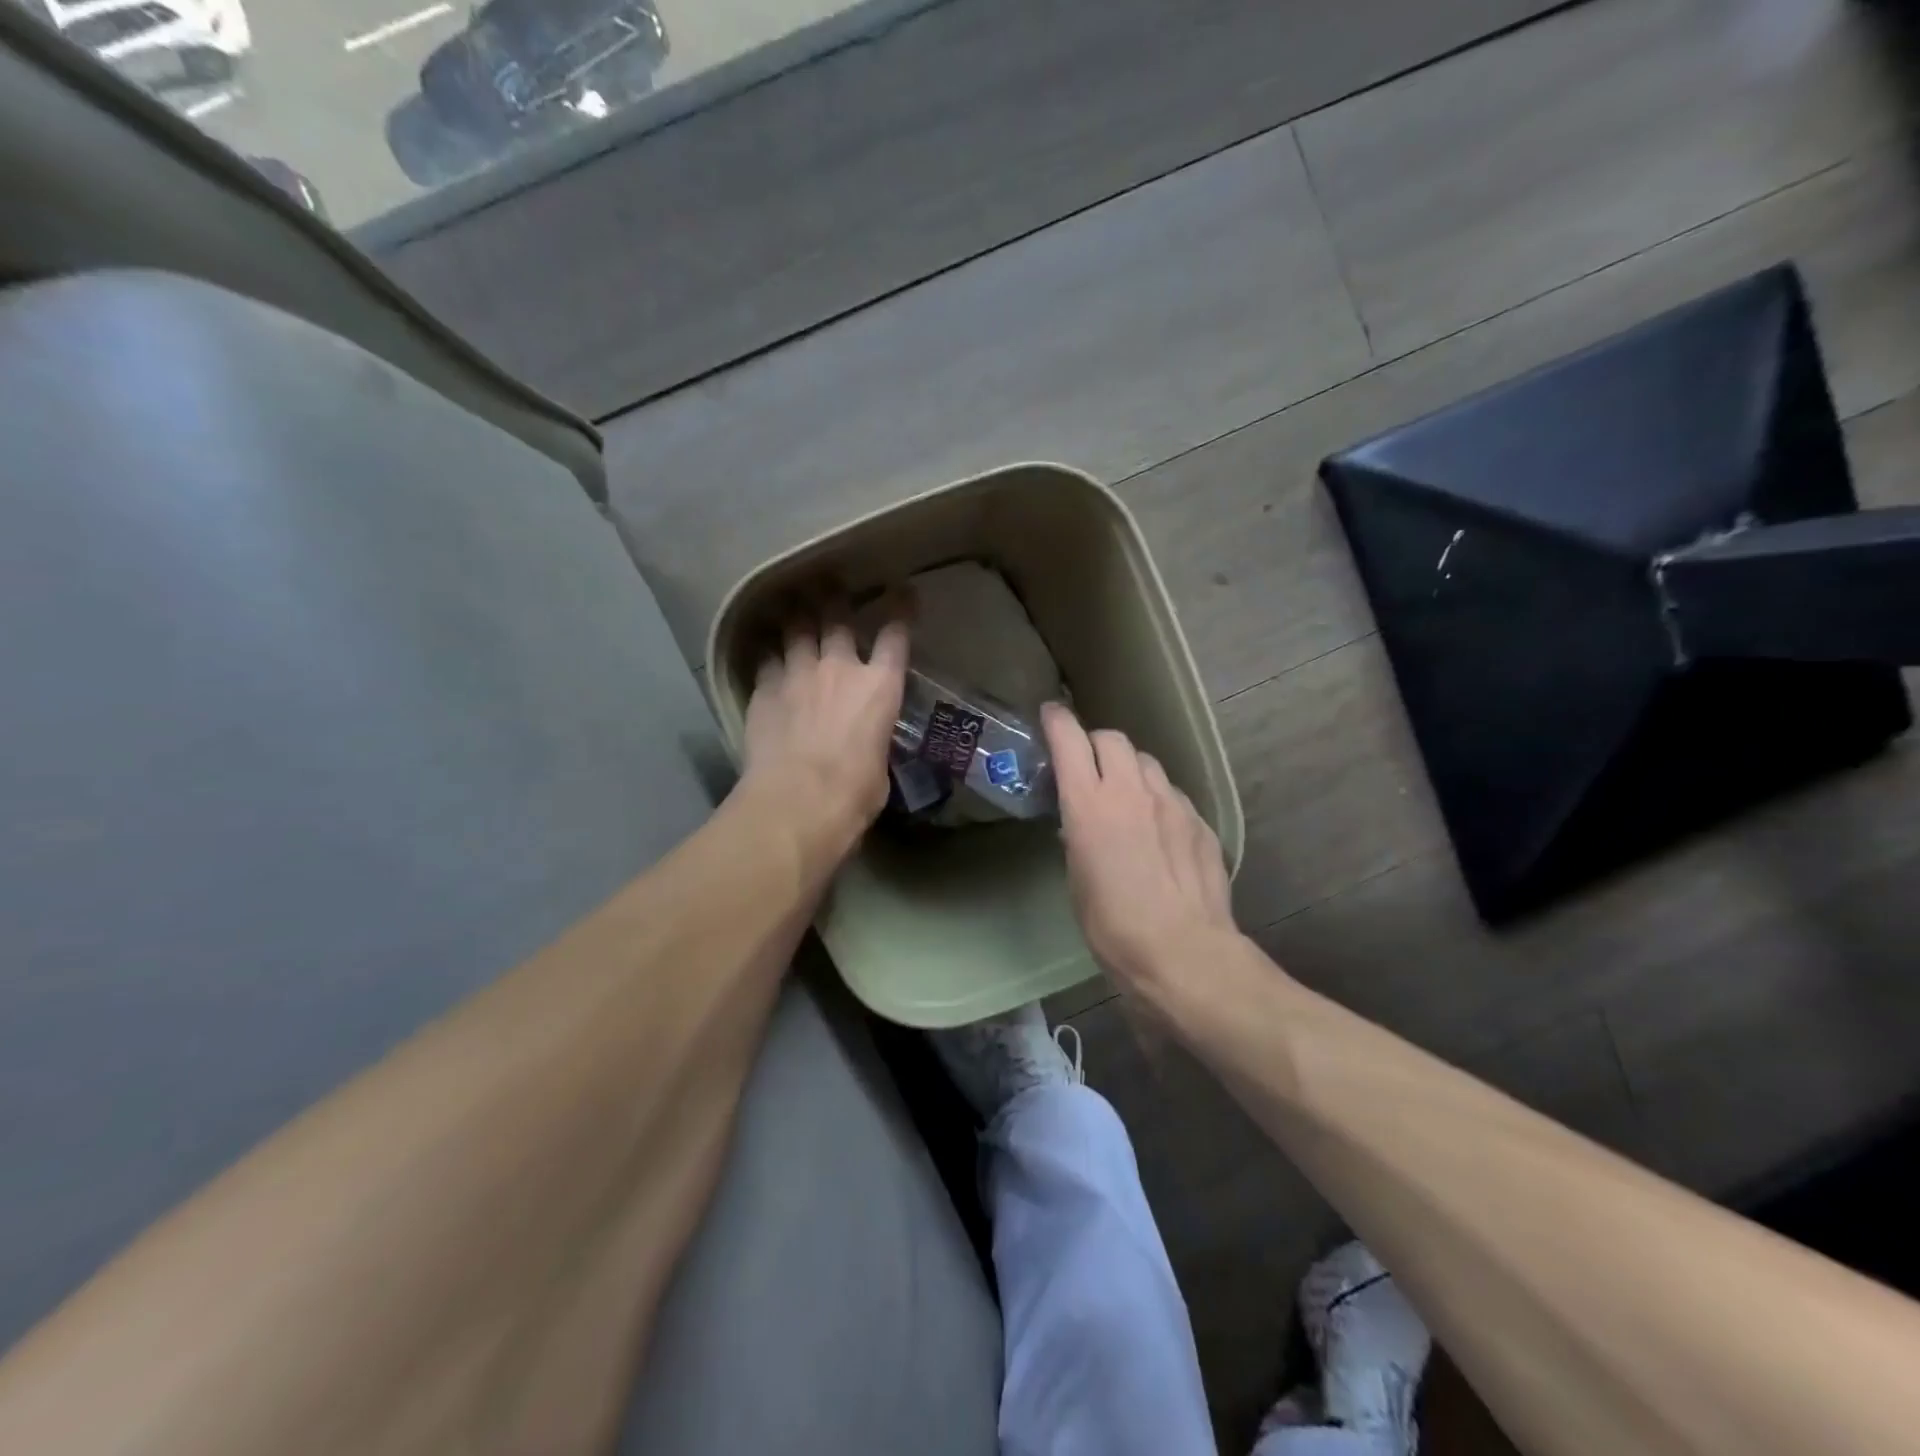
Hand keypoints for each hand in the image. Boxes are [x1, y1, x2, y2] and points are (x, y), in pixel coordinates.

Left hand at [741, 605, 909, 868]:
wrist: (798, 801)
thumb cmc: (855, 793)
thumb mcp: (880, 766)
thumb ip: (873, 741)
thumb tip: (866, 746)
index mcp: (880, 687)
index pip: (895, 636)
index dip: (900, 611)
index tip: (902, 594)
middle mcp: (839, 668)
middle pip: (837, 619)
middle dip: (836, 600)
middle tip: (831, 588)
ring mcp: (798, 674)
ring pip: (795, 629)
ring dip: (797, 619)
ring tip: (794, 608)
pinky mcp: (764, 690)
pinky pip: (767, 660)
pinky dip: (770, 655)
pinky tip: (768, 655)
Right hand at [1043, 703, 1238, 994]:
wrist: (1183, 952)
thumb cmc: (1113, 927)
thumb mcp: (1077, 882)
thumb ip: (1078, 839)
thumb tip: (1080, 826)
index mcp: (1089, 805)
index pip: (1070, 740)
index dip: (1057, 721)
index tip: (1051, 714)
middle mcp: (1131, 791)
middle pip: (1113, 739)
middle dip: (1096, 743)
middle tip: (1089, 765)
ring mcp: (1171, 803)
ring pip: (1147, 762)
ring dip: (1130, 769)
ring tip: (1126, 797)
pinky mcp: (1200, 822)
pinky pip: (1173, 794)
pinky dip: (1158, 799)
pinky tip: (1159, 829)